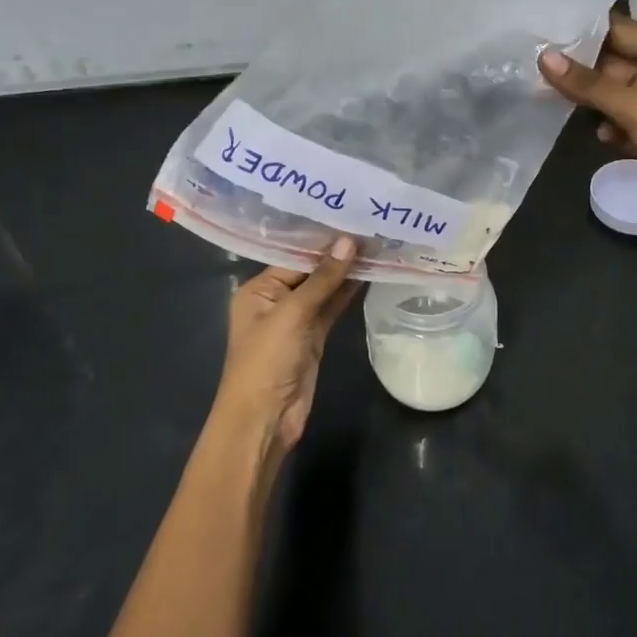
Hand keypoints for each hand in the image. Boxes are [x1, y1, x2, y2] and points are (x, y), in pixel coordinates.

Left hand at [214, 238, 359, 455]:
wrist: (265, 419)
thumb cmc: (267, 360)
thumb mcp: (292, 314)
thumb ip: (322, 278)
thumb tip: (349, 242)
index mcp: (258, 289)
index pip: (294, 256)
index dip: (323, 240)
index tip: (352, 217)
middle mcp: (276, 299)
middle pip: (310, 270)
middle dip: (338, 253)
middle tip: (371, 226)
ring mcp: (296, 320)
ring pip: (325, 289)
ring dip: (347, 272)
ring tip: (378, 245)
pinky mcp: (314, 336)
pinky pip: (333, 307)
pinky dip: (349, 293)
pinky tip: (370, 274)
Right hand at [540, 17, 636, 255]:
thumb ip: (591, 86)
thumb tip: (544, 57)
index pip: (620, 32)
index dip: (584, 30)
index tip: (542, 27)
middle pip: (612, 64)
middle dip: (577, 66)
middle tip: (530, 63)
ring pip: (611, 97)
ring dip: (585, 99)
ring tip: (544, 93)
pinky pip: (617, 125)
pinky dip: (603, 127)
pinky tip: (592, 134)